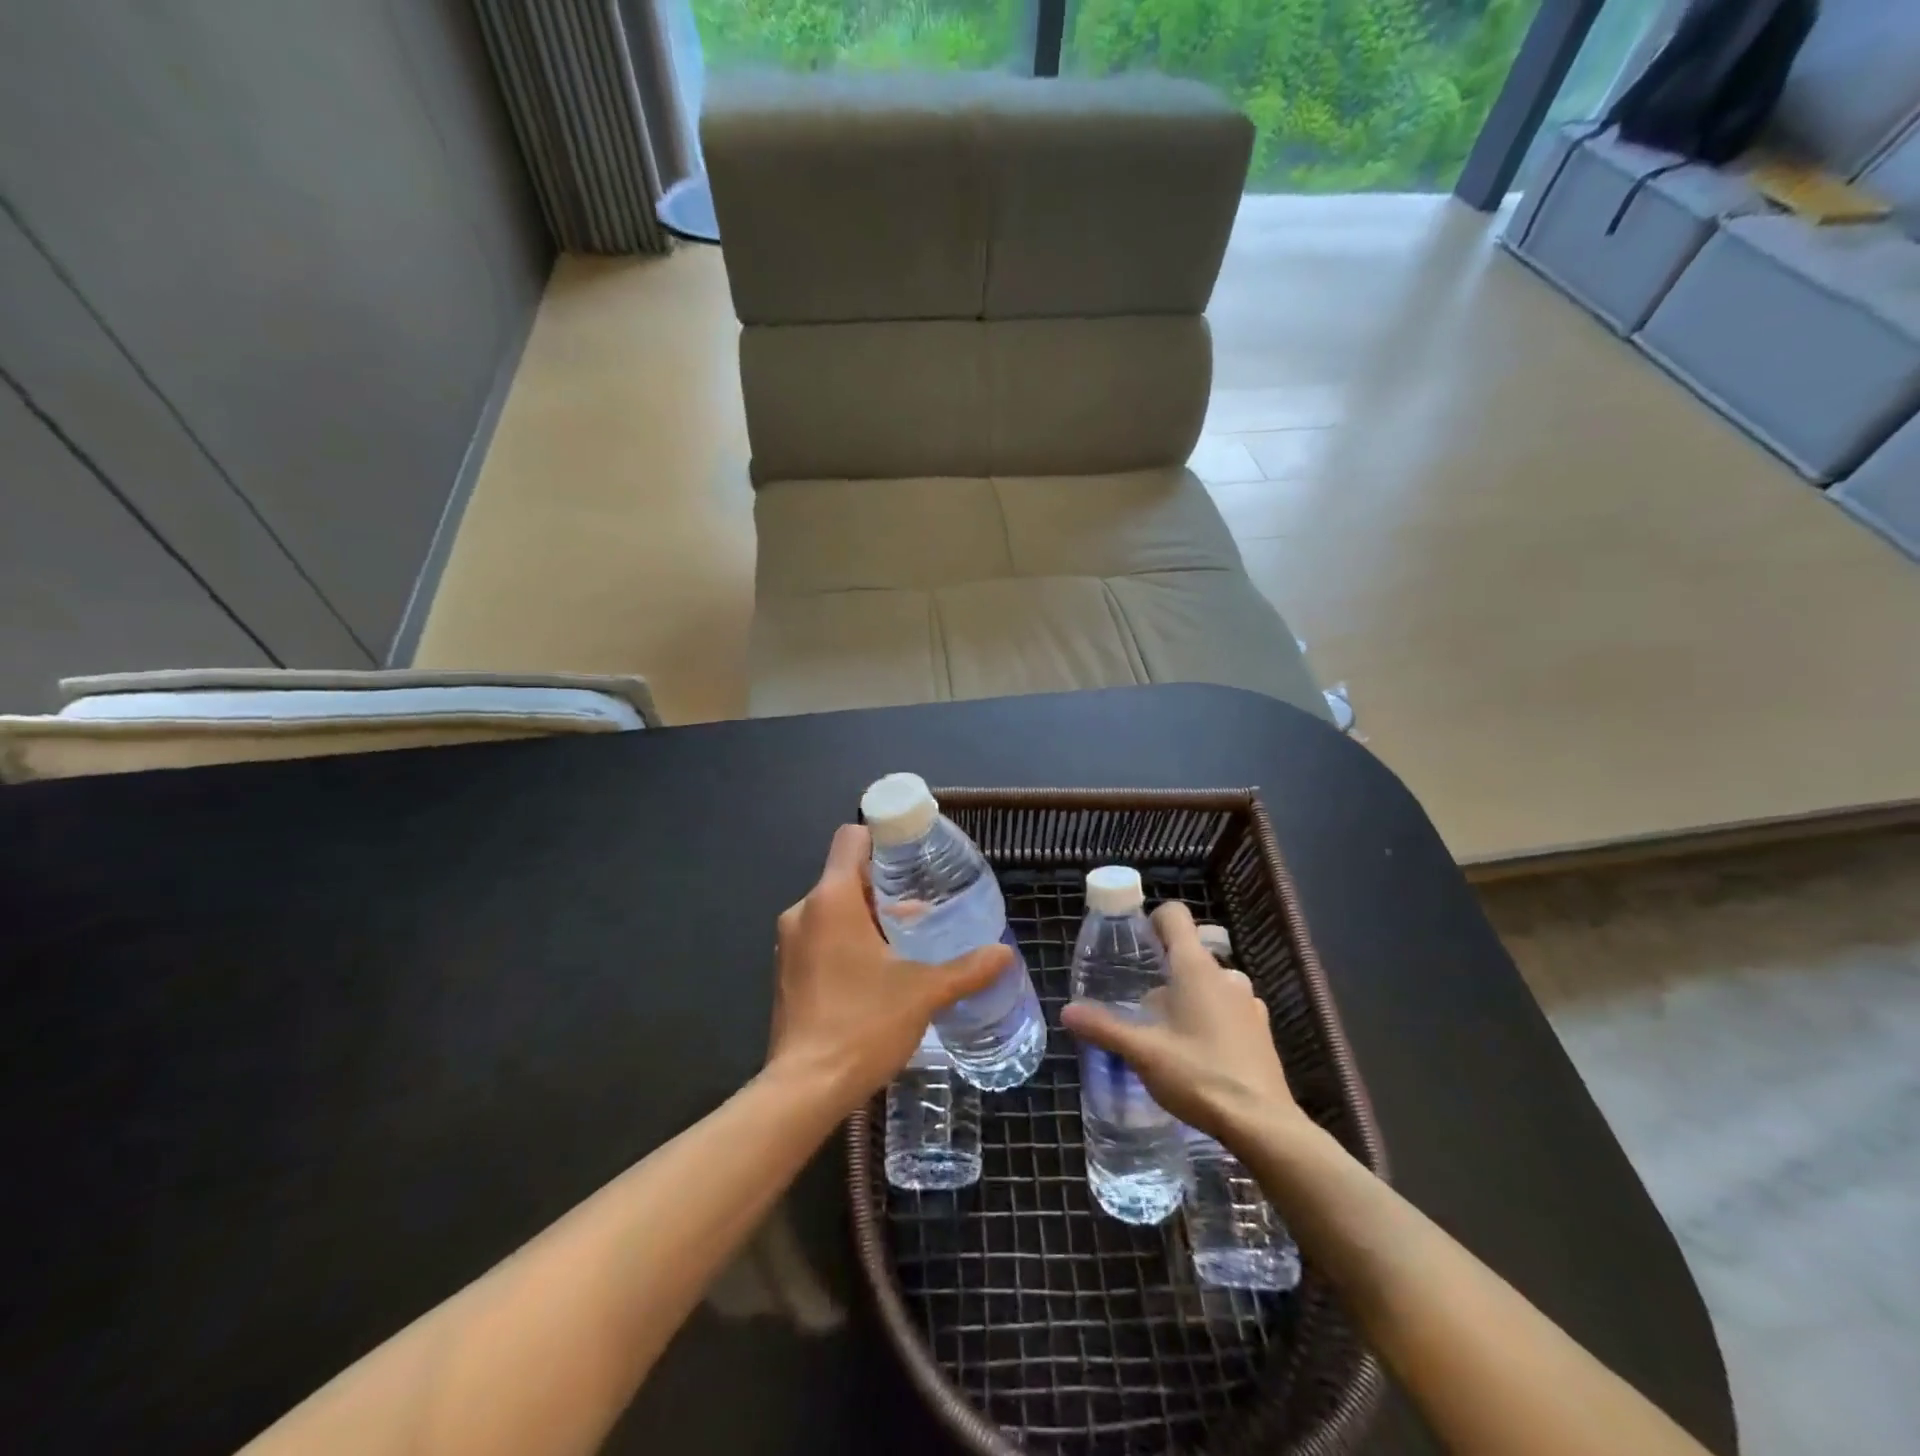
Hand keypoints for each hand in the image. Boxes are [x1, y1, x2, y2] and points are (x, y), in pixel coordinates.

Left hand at [766, 824, 1012, 1111]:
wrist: (804, 1089)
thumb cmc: (863, 1024)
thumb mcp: (924, 992)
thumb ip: (967, 969)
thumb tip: (1005, 953)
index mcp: (832, 899)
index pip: (851, 839)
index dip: (882, 840)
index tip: (912, 860)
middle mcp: (804, 911)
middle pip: (846, 876)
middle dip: (884, 891)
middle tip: (923, 914)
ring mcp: (789, 943)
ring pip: (833, 909)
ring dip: (867, 919)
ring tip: (906, 947)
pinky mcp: (786, 972)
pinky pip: (820, 937)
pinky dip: (847, 943)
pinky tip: (877, 975)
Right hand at [1061, 901, 1301, 1143]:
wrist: (1262, 1124)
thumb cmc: (1198, 1075)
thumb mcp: (1142, 1052)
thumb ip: (1104, 1028)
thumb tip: (1067, 1010)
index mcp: (1194, 967)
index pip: (1175, 915)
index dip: (1152, 921)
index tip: (1135, 945)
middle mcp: (1225, 974)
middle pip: (1189, 952)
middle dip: (1165, 970)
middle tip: (1142, 1001)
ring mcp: (1248, 1001)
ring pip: (1210, 982)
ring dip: (1190, 995)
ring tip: (1169, 1029)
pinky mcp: (1261, 1029)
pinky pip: (1229, 1007)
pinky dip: (1212, 1016)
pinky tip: (1199, 1050)